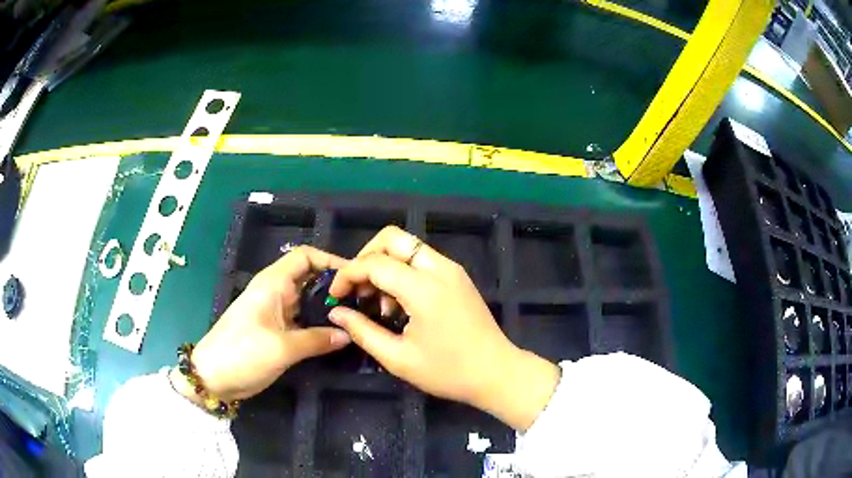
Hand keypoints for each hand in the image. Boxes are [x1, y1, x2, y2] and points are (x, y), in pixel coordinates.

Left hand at [173, 246, 350, 404]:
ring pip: (306, 300)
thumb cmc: (243, 353)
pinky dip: (318, 323)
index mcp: (273, 284)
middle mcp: (275, 292)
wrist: (213, 376)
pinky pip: (301, 319)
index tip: (354, 277)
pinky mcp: (274, 330)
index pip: (304, 256)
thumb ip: (317, 340)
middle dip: (334, 285)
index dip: (330, 260)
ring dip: (327, 306)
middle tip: (362, 301)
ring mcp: (274, 312)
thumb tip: (348, 335)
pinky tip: (335, 335)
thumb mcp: (282, 348)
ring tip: (355, 317)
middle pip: (309, 277)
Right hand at [328, 226, 559, 430]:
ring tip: (381, 305)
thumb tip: (336, 312)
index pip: (374, 263)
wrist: (497, 373)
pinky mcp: (458, 276)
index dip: (348, 274)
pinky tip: (400, 304)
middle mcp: (439, 268)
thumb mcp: (398, 358)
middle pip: (392, 237)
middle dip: (366, 256)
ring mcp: (452, 269)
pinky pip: (422, 260)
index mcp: (423, 288)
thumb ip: (362, 331)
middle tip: (357, 289)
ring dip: (385, 265)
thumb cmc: (448, 372)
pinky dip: (403, 271)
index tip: (336, 296)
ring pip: (408, 246)